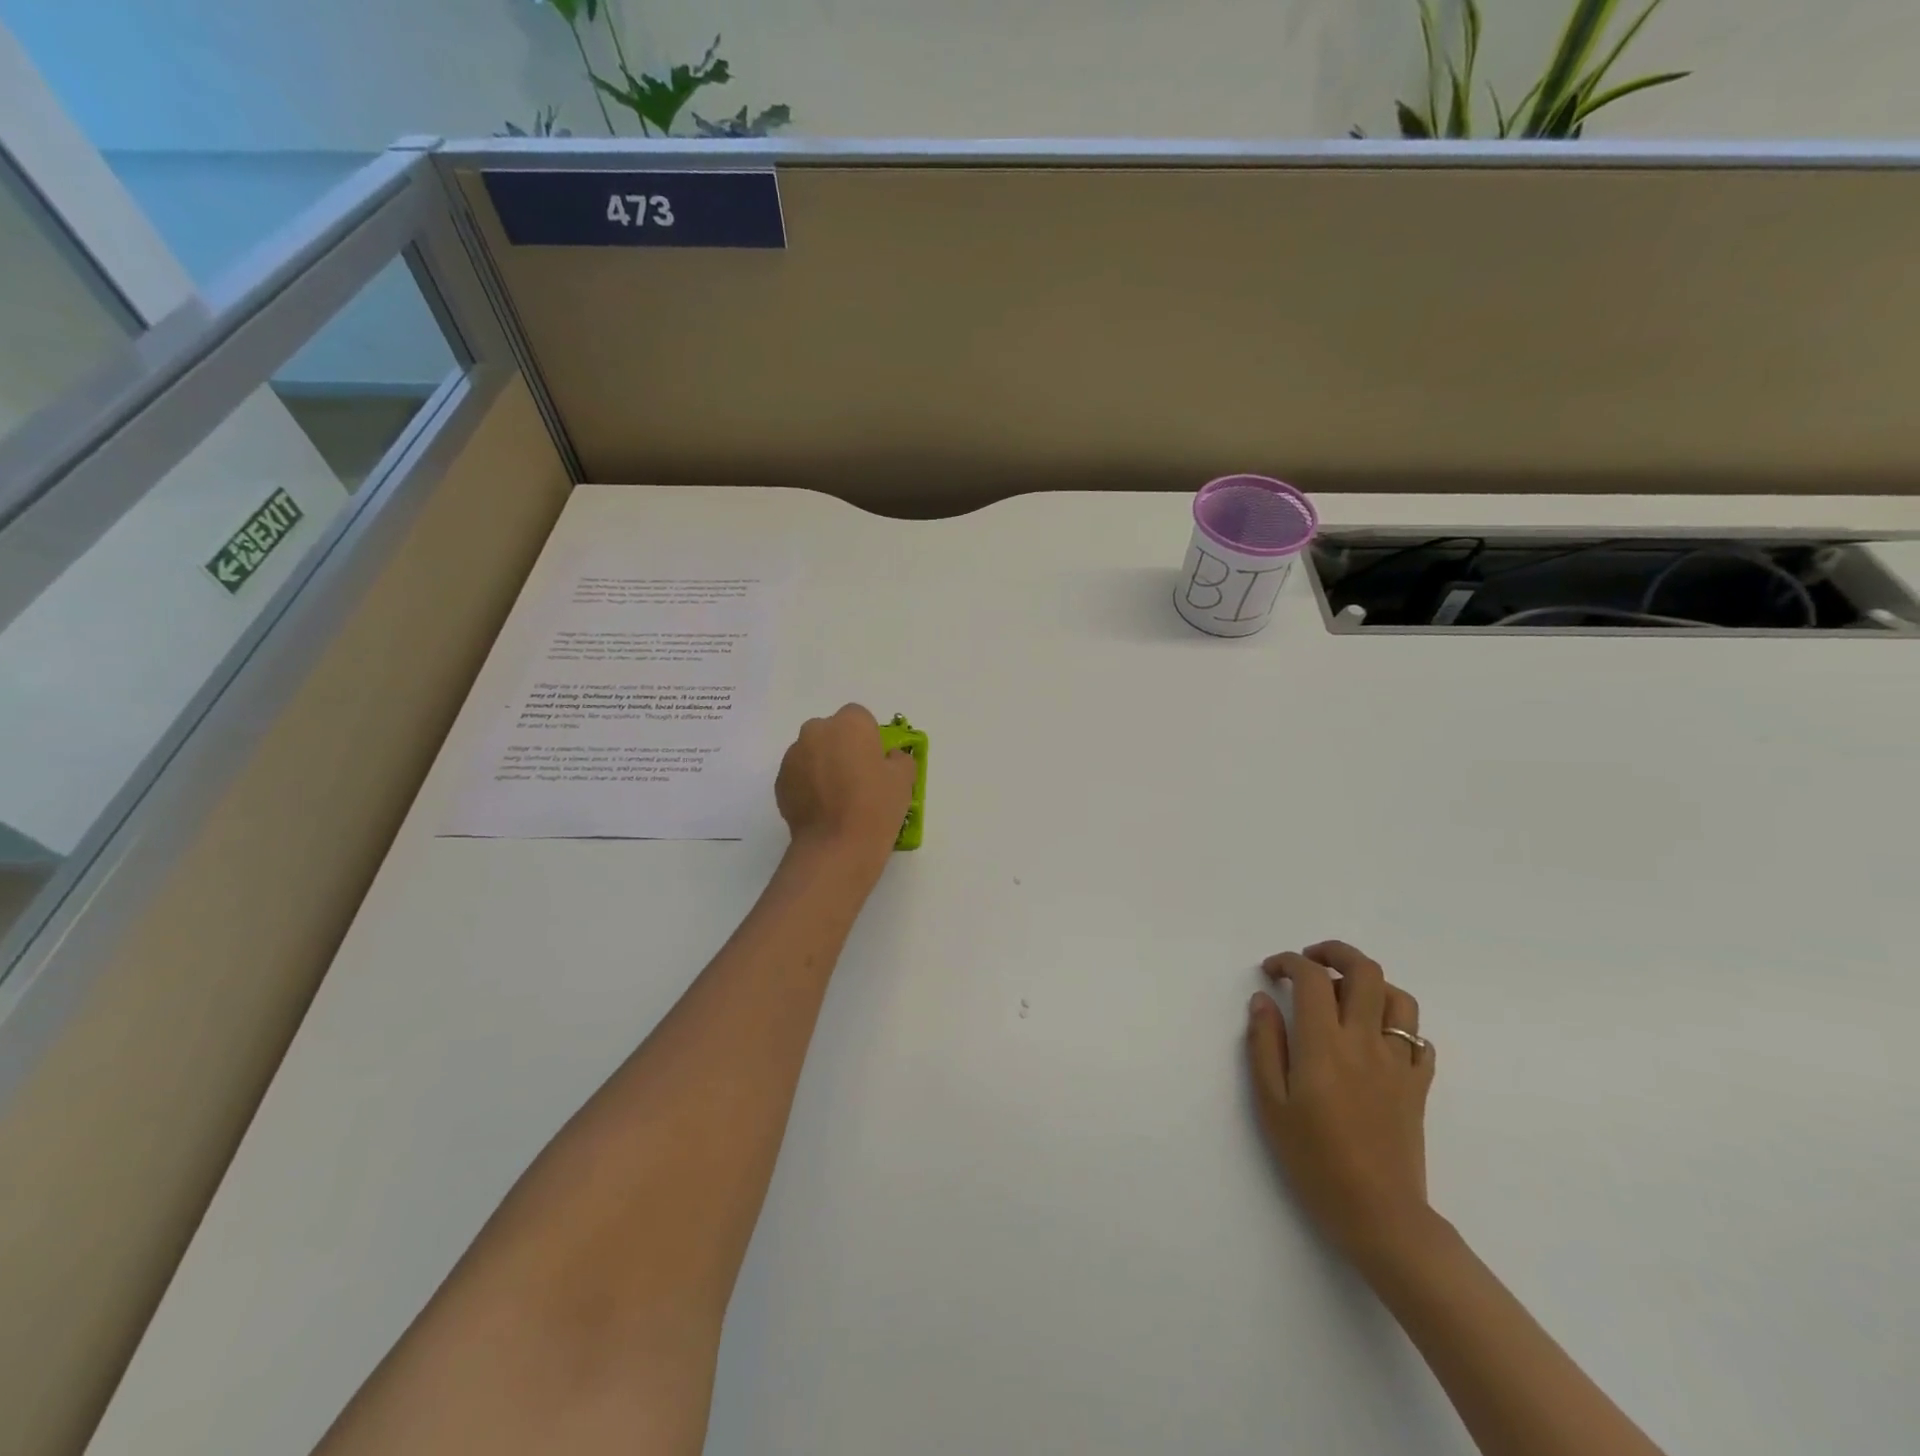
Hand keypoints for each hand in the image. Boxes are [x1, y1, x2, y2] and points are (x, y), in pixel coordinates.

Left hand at [775, 704, 916, 863]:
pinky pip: (799, 774)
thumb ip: (899, 758)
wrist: (836, 847)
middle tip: (857, 777)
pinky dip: (808, 785)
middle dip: (842, 747)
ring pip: (812, 752)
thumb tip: (889, 757)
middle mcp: (816, 731)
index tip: (875, 761)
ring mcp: (793, 756)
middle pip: (831, 731)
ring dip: (823, 765)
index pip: (860, 717)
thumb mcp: (904, 780)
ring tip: (837, 798)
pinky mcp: (780, 781)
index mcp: (849, 723)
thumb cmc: (875, 807)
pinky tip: (822, 809)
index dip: (869, 738)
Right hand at [1246, 940, 1436, 1265]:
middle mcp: (1366, 1041)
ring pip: (1399, 998)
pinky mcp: (1418, 1086)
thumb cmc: (1314, 1160)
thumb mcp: (1270, 1103)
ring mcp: (1398, 1063)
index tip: (1270, 971)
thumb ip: (1264, 1045)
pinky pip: (1419, 1040)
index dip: (1288, 962)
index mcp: (1325, 1044)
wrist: (1379, 1215)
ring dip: (1370, 984)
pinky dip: (1398, 1026)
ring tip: (1345, 996)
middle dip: (1335, 953)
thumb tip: (1262, 1001)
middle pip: (1364, 971)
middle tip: (1310, 961)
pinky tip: (1376, 1039)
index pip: (1311, 978)